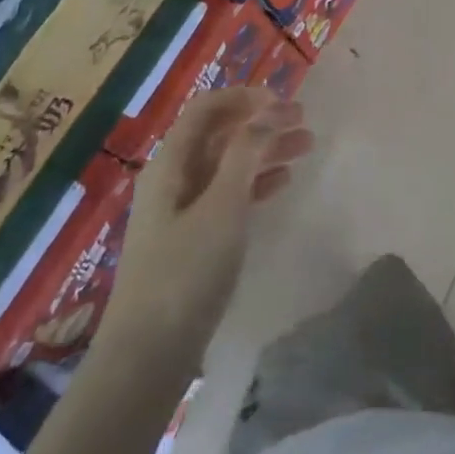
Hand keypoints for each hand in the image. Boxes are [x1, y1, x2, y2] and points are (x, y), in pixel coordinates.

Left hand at [106, 88, 314, 360]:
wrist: (148, 356)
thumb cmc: (185, 272)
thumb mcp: (221, 207)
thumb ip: (245, 154)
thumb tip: (268, 111)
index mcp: (170, 163)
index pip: (206, 109)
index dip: (243, 97)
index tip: (283, 100)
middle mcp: (172, 179)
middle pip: (219, 135)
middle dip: (260, 122)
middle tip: (304, 119)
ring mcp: (181, 210)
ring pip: (228, 164)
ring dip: (264, 151)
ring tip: (306, 145)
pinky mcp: (192, 239)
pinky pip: (227, 195)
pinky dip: (255, 182)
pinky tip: (282, 182)